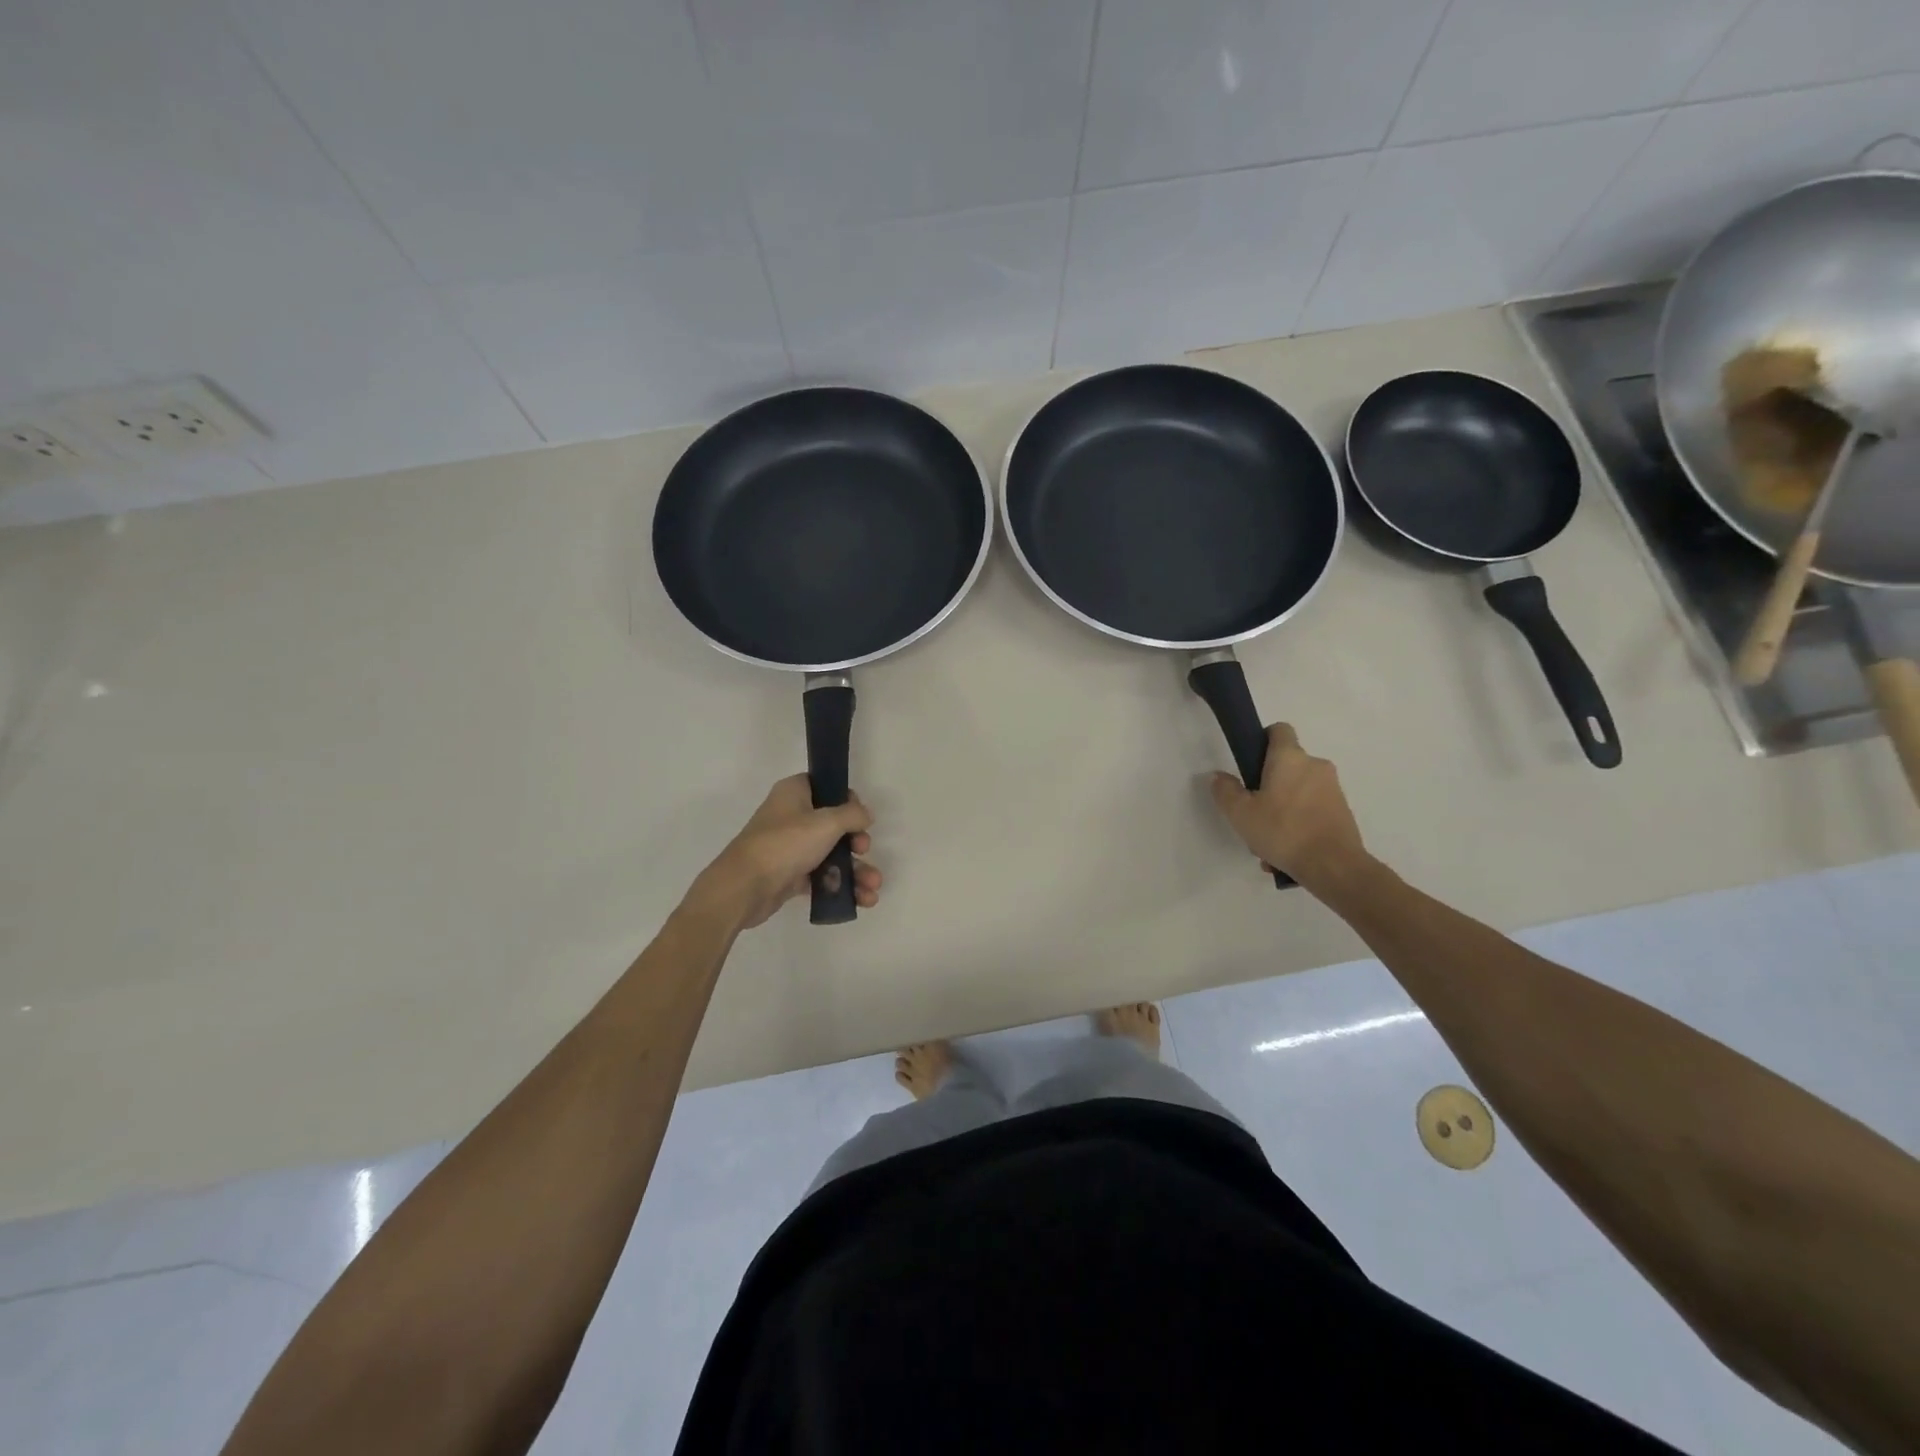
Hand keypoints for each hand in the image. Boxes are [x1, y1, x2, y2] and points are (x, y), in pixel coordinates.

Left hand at [686, 775, 882, 929]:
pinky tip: (862, 899)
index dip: (848, 800)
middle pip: (834, 824)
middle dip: (856, 841)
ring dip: (855, 870)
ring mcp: (791, 847)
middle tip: (863, 849)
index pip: (827, 786)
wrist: (744, 887)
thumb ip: (852, 815)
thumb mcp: (826, 822)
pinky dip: (841, 885)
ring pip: (831, 853)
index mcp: (794, 793)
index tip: (859, 817)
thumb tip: (864, 815)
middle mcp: (791, 816)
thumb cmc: (785, 844)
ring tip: (873, 887)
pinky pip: (822, 877)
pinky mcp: (790, 875)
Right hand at [1209, 723, 1371, 893]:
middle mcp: (1315, 765)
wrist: (1334, 866)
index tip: (1250, 762)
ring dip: (1282, 809)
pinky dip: (1299, 824)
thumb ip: (1226, 791)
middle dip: (1269, 785)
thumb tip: (1219, 776)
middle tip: (1253, 811)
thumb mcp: (1240, 813)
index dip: (1262, 740)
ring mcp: (1332, 788)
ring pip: (1298, 791)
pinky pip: (1312, 810)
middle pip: (1287, 765)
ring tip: (1268, 842)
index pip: (1279, 729)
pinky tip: (1286, 852)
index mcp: (1290, 758)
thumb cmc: (1283, 831)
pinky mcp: (1343, 811)